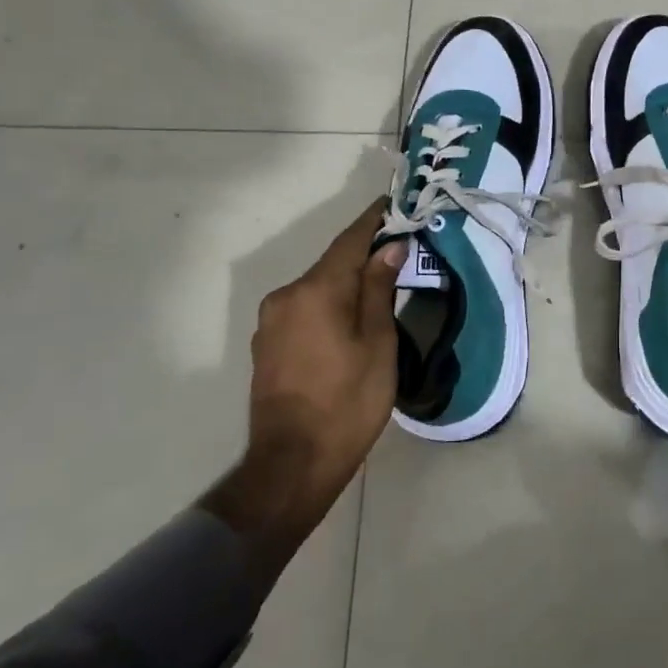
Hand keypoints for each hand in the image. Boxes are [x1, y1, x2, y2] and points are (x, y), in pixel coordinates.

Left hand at [201, 201, 404, 558]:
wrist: (292, 464)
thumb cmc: (347, 402)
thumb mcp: (377, 343)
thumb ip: (379, 289)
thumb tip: (389, 247)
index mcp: (315, 290)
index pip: (349, 240)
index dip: (374, 220)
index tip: (395, 203)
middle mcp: (286, 296)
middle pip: (332, 263)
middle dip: (364, 254)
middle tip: (400, 251)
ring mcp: (271, 321)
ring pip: (318, 287)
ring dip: (346, 282)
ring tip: (380, 286)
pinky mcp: (267, 344)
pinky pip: (304, 308)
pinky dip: (329, 303)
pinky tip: (349, 318)